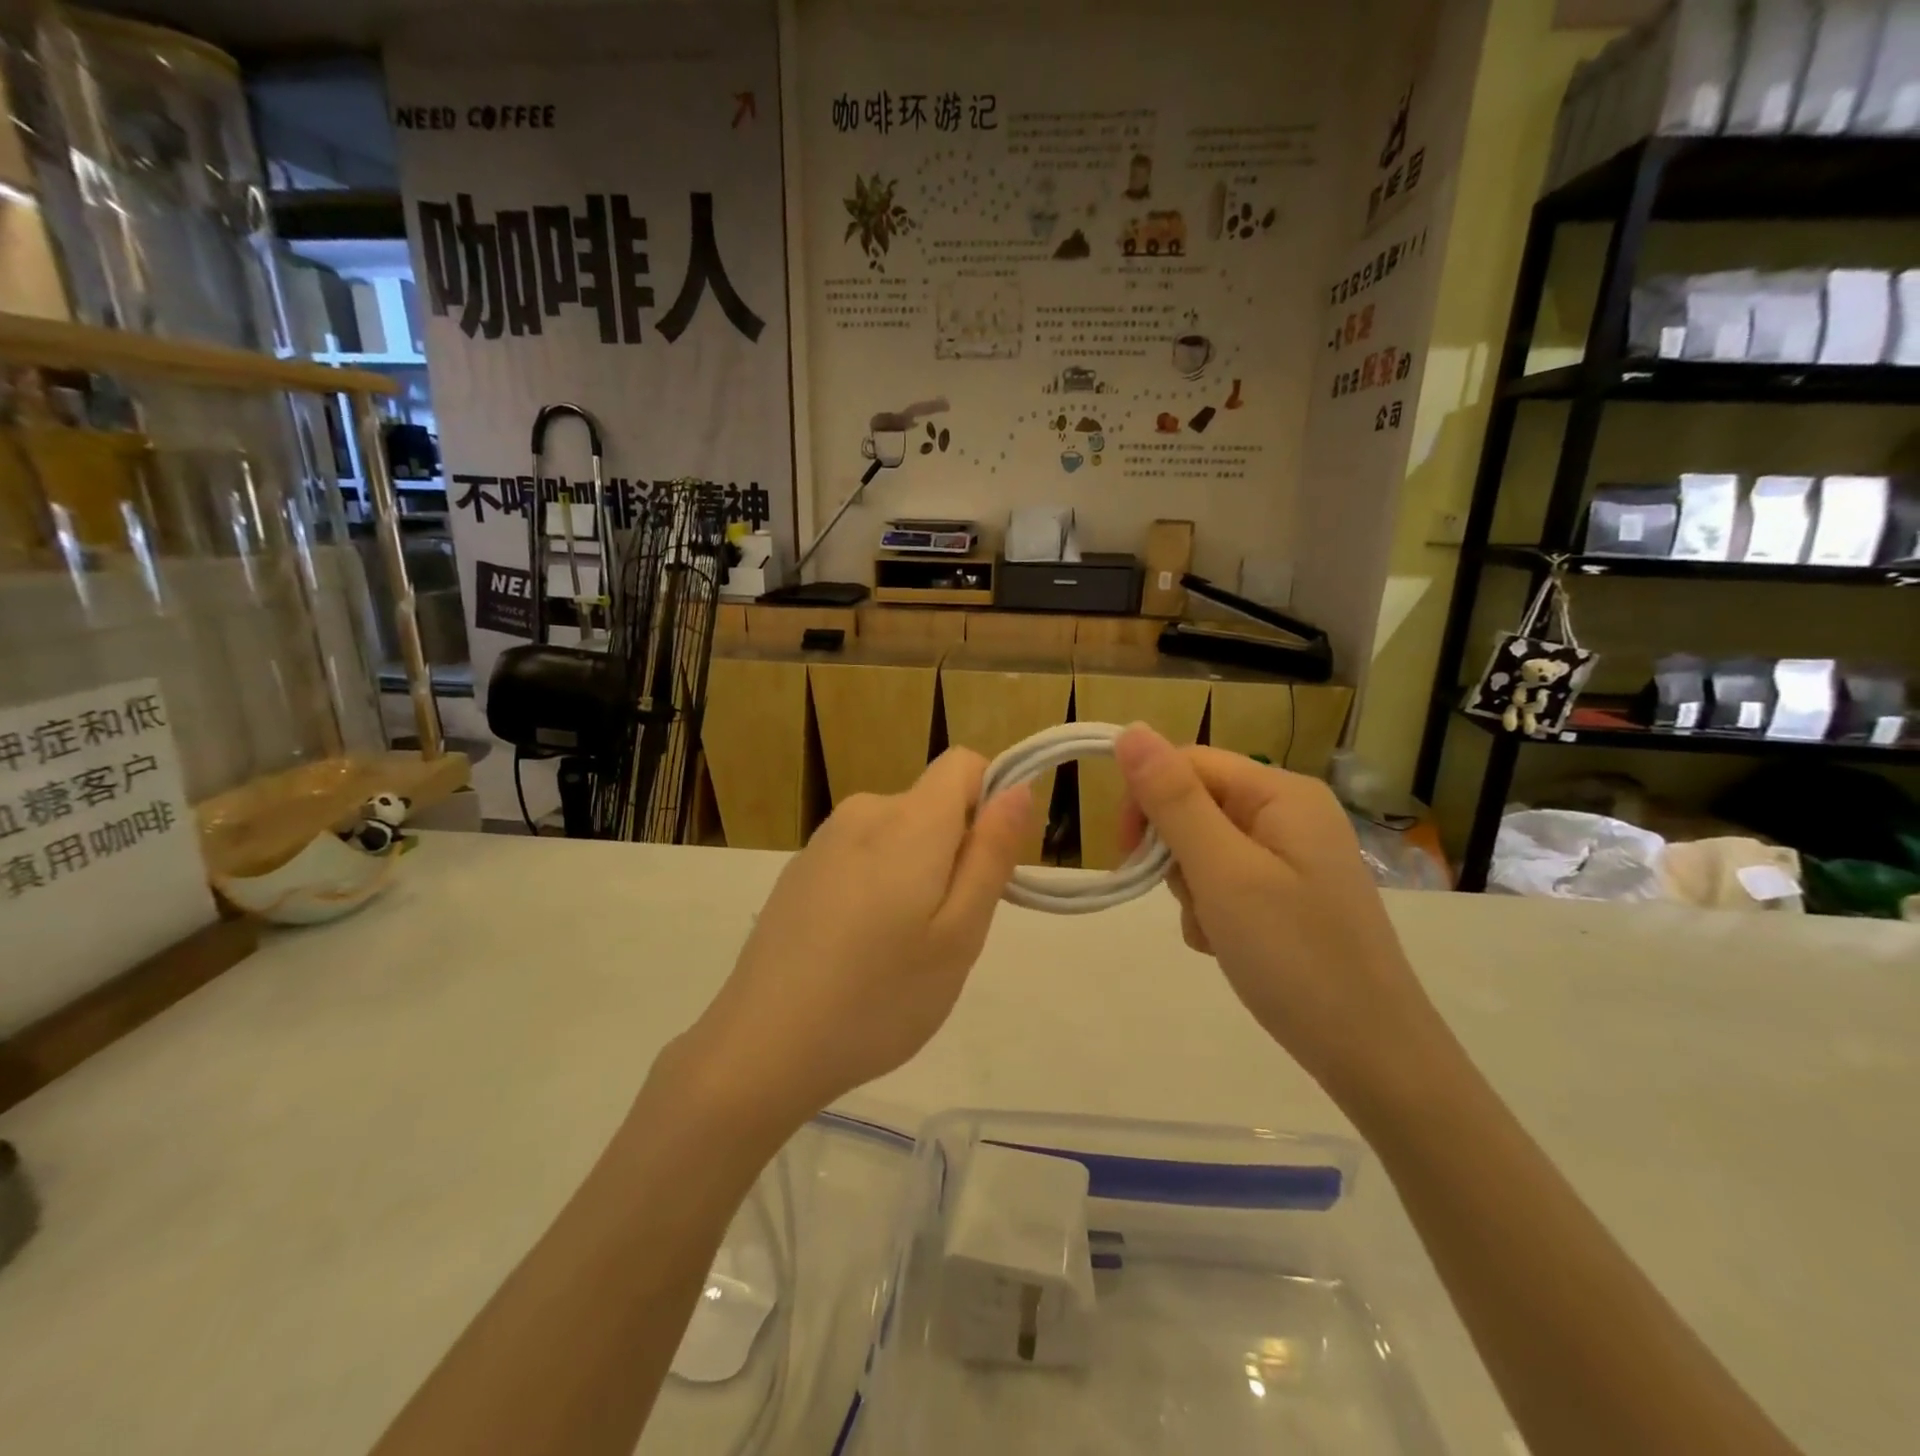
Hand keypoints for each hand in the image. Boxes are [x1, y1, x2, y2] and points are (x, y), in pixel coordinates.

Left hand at [677, 749, 1030, 1130]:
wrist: (762, 1047)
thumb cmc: (879, 997)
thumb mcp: (959, 935)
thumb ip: (991, 854)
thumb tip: (1017, 788)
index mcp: (908, 820)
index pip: (964, 764)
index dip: (990, 802)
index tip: (988, 866)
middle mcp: (863, 812)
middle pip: (932, 806)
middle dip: (954, 853)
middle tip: (943, 933)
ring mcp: (823, 841)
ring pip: (898, 836)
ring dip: (916, 875)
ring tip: (898, 950)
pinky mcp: (798, 871)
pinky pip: (861, 857)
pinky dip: (876, 888)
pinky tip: (855, 952)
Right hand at [1115, 725, 1440, 1097]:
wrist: (1373, 1056)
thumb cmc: (1295, 956)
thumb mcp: (1223, 873)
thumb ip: (1174, 800)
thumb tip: (1130, 730)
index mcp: (1282, 793)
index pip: (1189, 762)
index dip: (1147, 798)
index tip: (1126, 853)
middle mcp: (1290, 813)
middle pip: (1196, 804)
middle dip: (1175, 852)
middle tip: (1190, 900)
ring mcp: (1292, 855)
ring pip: (1204, 847)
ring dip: (1192, 888)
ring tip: (1215, 931)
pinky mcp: (1289, 893)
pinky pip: (1227, 881)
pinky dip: (1213, 910)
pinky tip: (1227, 945)